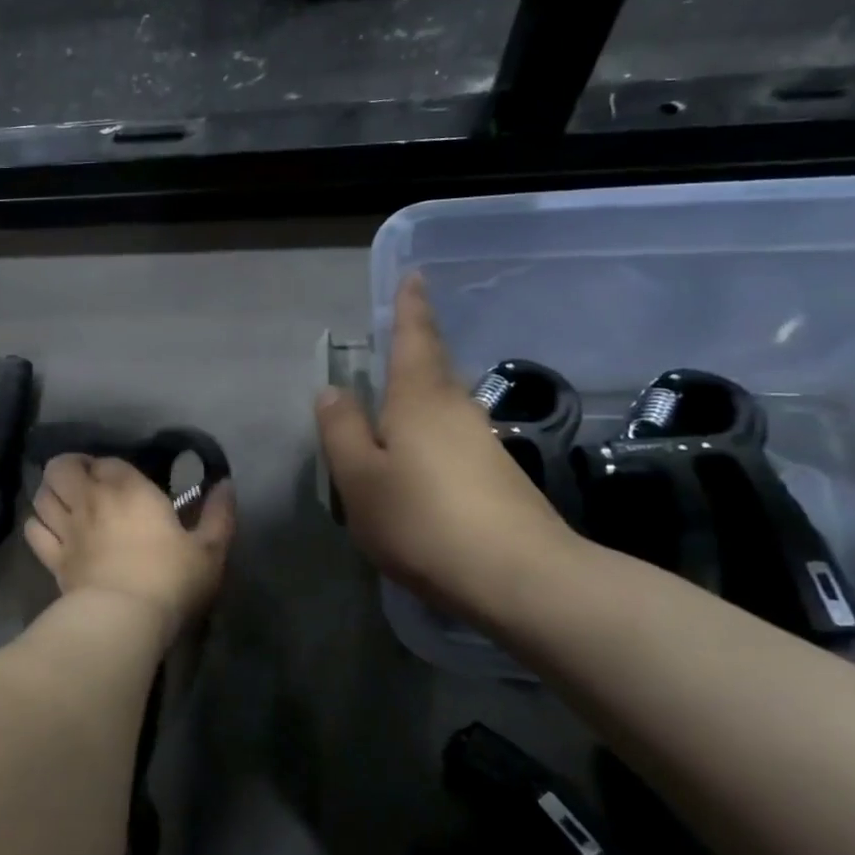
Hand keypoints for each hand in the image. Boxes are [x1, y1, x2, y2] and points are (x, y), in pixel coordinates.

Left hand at [25, 456, 235, 637]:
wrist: (123, 618)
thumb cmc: (170, 578)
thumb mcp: (210, 549)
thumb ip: (219, 514)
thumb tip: (226, 484)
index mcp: (127, 489)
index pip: (107, 461)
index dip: (111, 468)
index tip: (124, 483)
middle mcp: (90, 499)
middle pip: (61, 467)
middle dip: (69, 469)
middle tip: (86, 484)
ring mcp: (66, 528)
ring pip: (41, 495)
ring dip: (51, 493)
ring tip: (65, 503)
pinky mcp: (52, 558)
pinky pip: (33, 530)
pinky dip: (39, 525)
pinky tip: (51, 532)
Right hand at [316, 274, 579, 620]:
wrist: (521, 579)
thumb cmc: (423, 520)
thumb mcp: (360, 477)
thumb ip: (342, 431)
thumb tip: (333, 391)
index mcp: (420, 399)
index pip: (415, 338)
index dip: (411, 307)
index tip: (415, 275)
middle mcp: (457, 411)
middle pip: (432, 372)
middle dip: (413, 357)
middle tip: (390, 353)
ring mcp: (485, 446)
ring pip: (442, 411)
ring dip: (418, 405)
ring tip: (391, 422)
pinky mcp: (501, 479)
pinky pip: (453, 444)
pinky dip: (430, 442)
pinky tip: (417, 473)